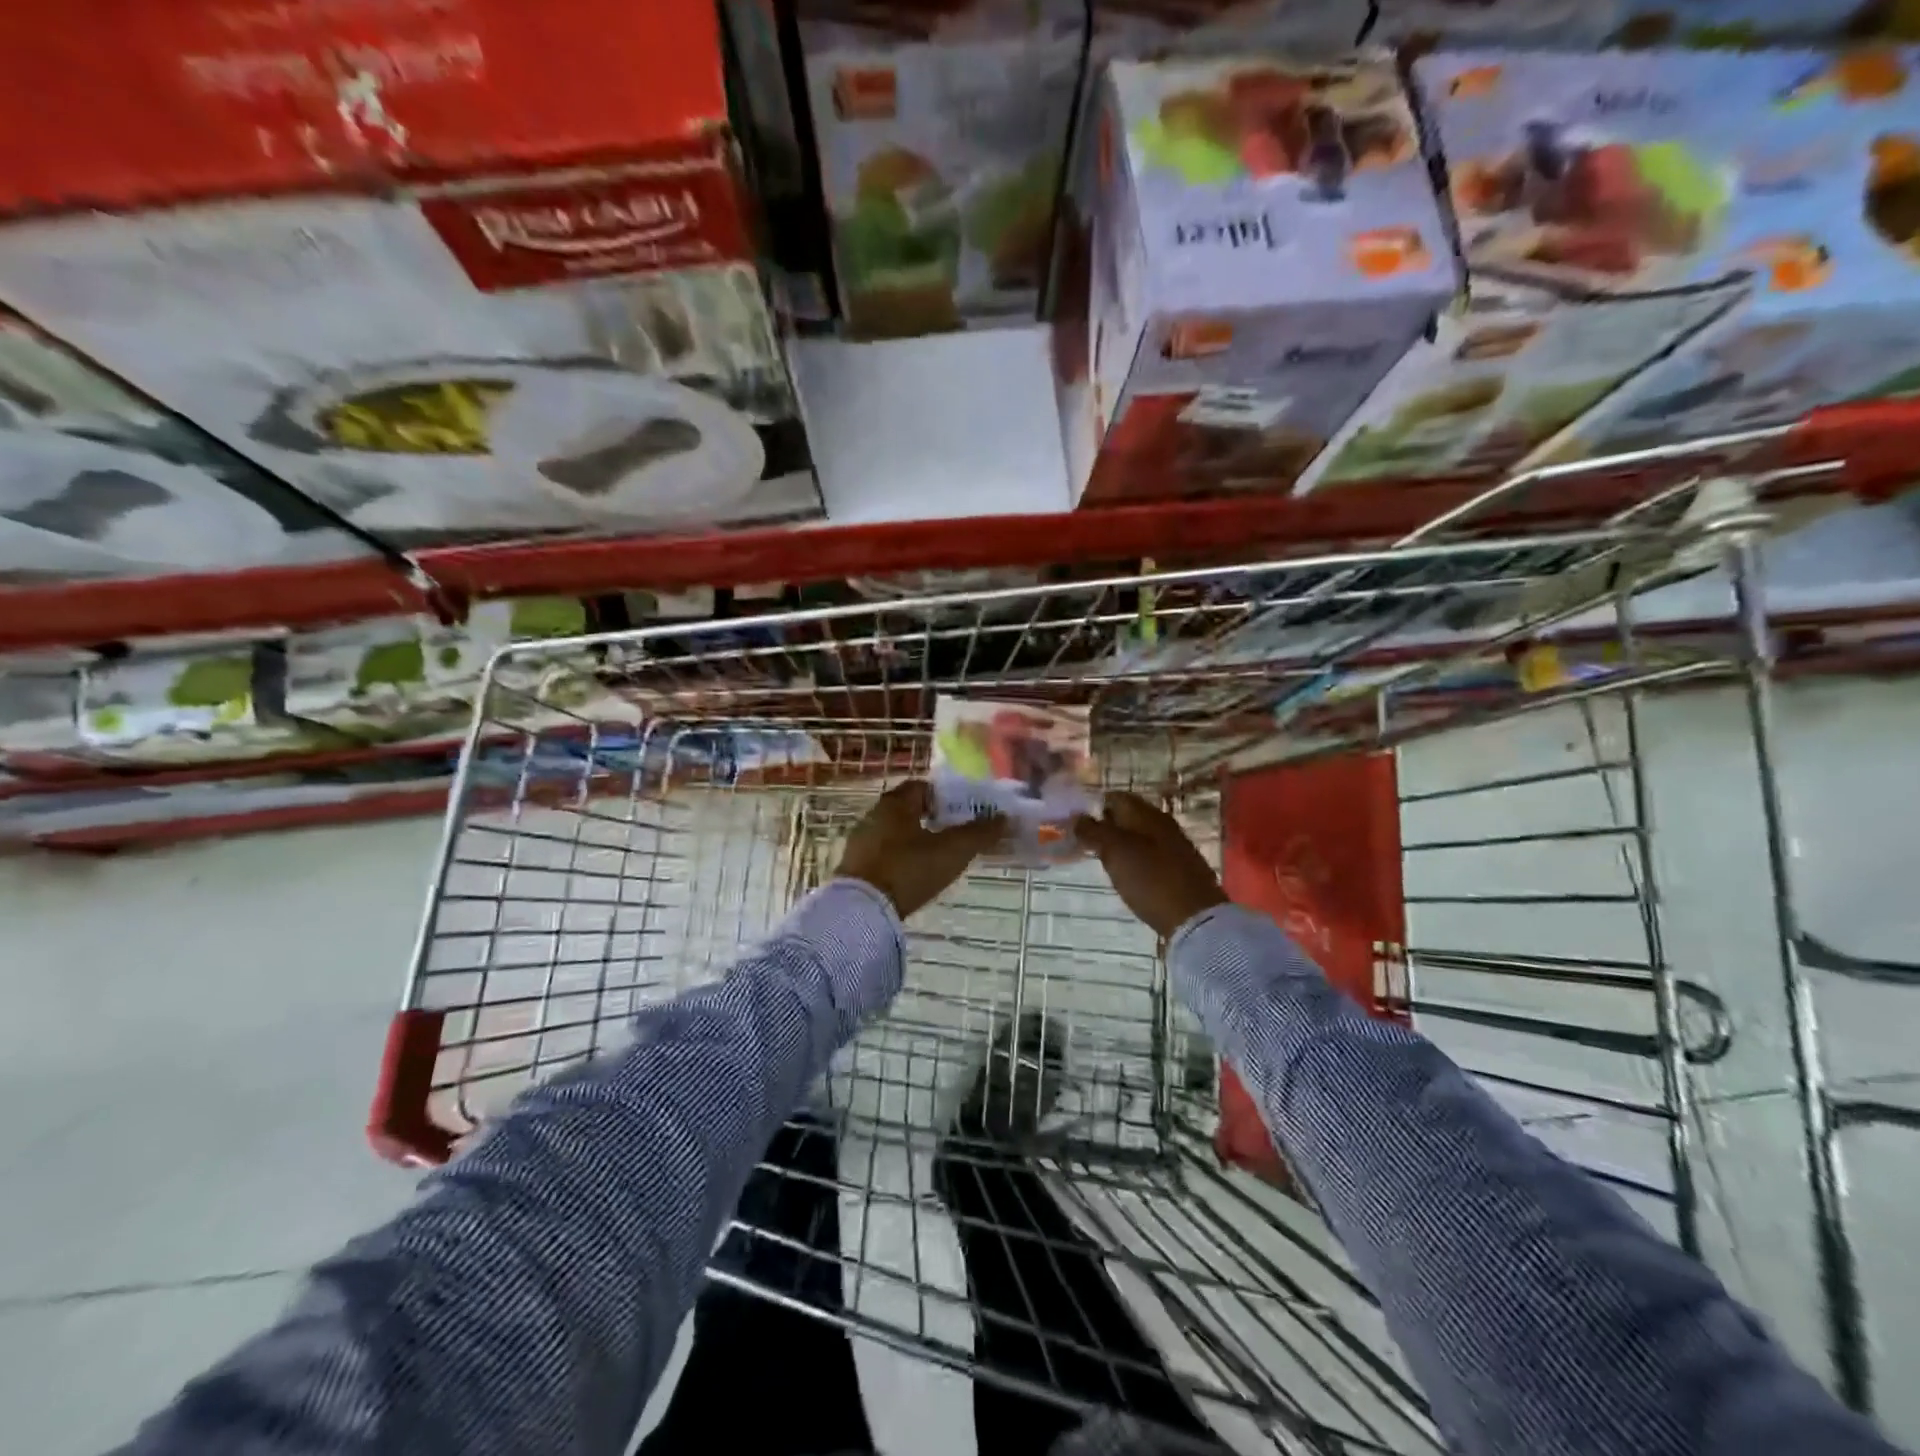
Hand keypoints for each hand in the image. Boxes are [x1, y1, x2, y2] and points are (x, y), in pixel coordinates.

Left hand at [836, 780, 1003, 918]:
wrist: (862, 910)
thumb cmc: (909, 869)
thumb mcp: (952, 851)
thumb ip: (979, 833)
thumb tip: (1004, 818)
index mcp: (895, 803)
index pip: (921, 787)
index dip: (944, 796)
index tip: (962, 811)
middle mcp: (874, 815)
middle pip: (907, 809)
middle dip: (930, 818)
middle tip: (954, 833)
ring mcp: (860, 842)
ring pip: (894, 832)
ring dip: (914, 839)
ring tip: (937, 857)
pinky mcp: (854, 867)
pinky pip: (882, 853)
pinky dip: (899, 858)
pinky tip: (913, 875)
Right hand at [1074, 791, 1226, 938]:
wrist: (1195, 918)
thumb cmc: (1150, 879)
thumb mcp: (1115, 852)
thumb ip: (1093, 831)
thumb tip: (1077, 816)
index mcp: (1146, 814)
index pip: (1115, 797)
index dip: (1094, 807)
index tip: (1076, 825)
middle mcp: (1163, 824)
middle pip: (1128, 817)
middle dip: (1106, 826)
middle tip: (1085, 844)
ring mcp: (1175, 846)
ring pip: (1140, 836)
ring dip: (1121, 845)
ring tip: (1103, 861)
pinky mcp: (1181, 868)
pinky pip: (1151, 855)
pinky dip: (1136, 860)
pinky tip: (1128, 876)